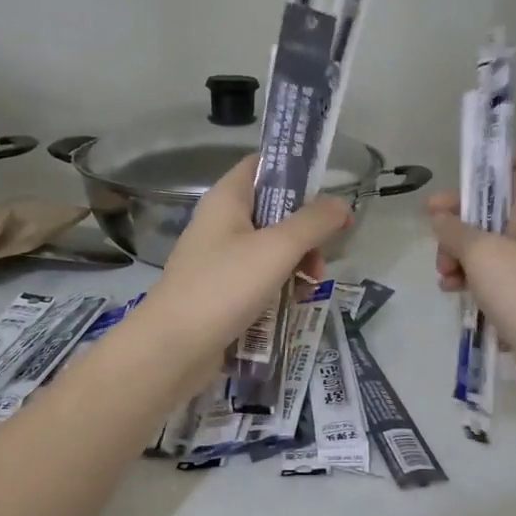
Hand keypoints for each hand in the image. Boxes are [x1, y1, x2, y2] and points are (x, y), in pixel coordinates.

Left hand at [140, 156, 352, 394]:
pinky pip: (259, 279)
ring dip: (297, 264)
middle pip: (274, 211)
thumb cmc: (224, 287)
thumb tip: (342, 205)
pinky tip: (293, 305)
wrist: (174, 348)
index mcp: (227, 199)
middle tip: (323, 255)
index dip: (295, 172)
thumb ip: (314, 223)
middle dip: (305, 231)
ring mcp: (220, 259)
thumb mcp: (277, 249)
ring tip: (310, 287)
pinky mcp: (222, 292)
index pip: (262, 166)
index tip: (327, 193)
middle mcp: (221, 223)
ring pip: (271, 249)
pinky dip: (279, 287)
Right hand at [429, 145, 515, 409]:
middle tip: (435, 228)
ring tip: (444, 275)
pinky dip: (470, 281)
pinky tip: (453, 294)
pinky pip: (490, 279)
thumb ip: (456, 231)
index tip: (466, 167)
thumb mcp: (483, 255)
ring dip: (458, 254)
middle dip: (460, 215)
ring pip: (487, 246)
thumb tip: (441, 218)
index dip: (501, 154)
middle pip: (495, 206)